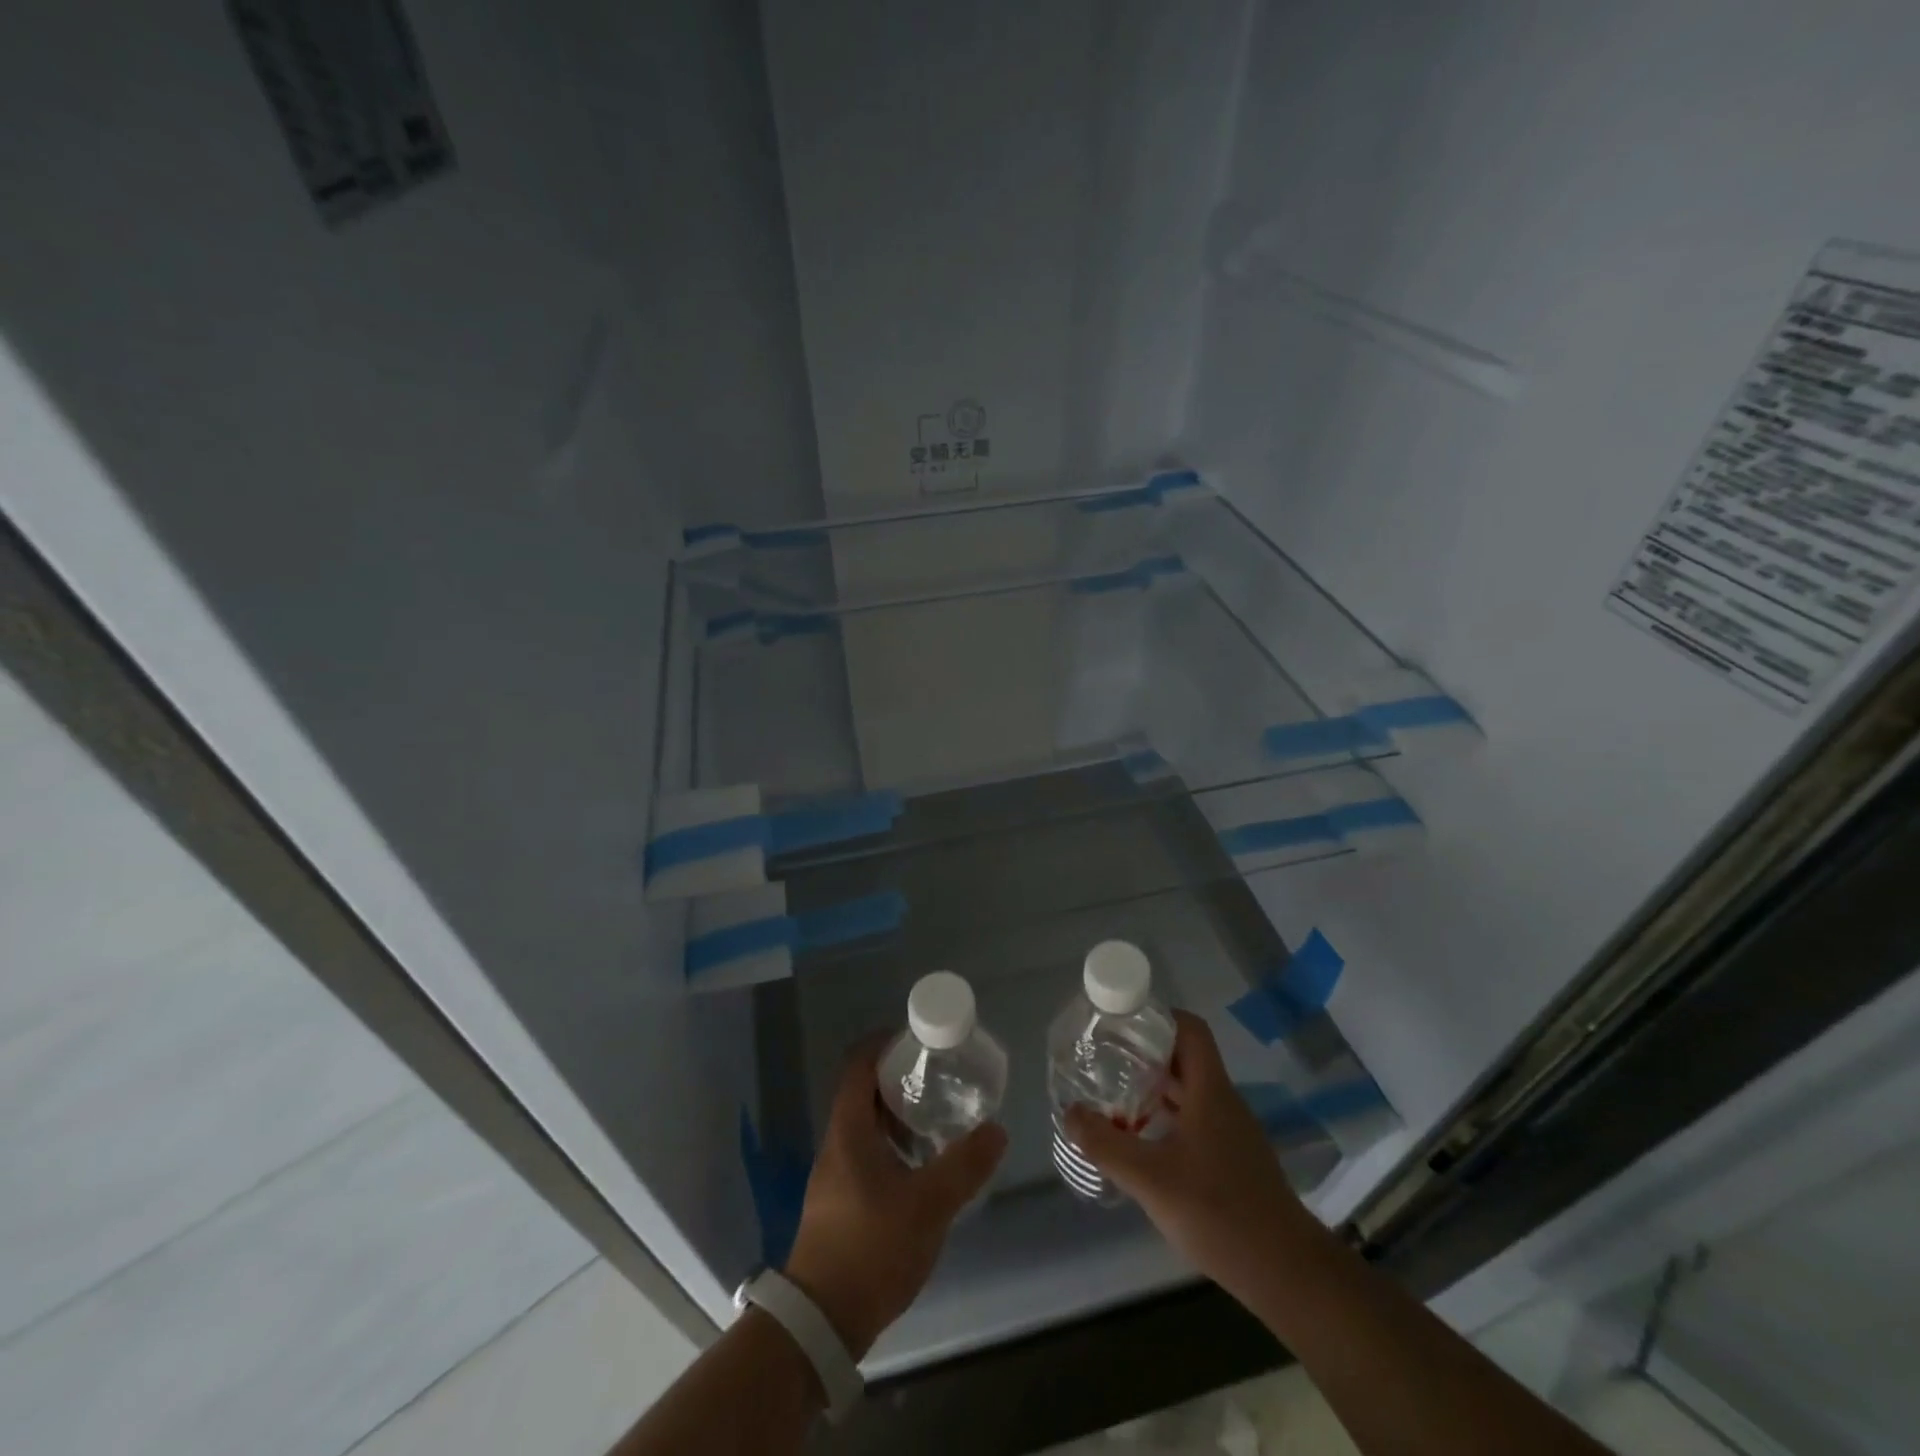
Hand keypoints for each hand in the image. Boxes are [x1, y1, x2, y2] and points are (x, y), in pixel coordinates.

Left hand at [785, 1038, 1007, 1357]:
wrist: (821, 1321)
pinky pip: (867, 1152)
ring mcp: (835, 1174)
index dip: (885, 1044)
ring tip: (937, 1117)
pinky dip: (893, 1144)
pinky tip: (921, 1165)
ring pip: (866, 1125)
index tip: (919, 1040)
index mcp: (849, 1129)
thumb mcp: (928, 1205)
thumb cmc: (871, 1248)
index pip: (859, 1065)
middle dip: (900, 1079)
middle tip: (939, 1077)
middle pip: (864, 1092)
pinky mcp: (839, 1201)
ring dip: (898, 1114)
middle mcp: (837, 1143)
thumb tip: (996, 1130)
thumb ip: (964, 1166)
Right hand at [1064, 1011, 1312, 1297]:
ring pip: (1190, 1090)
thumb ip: (1106, 1145)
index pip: (1189, 1028)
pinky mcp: (1234, 1159)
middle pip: (1185, 1057)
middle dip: (1145, 1051)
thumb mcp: (1151, 1179)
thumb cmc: (1219, 1212)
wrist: (1287, 1273)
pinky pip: (1196, 1118)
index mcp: (1210, 1090)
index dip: (1157, 1016)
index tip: (1120, 1022)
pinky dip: (1167, 1115)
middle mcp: (1223, 1101)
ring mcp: (1232, 1131)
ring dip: (1155, 1086)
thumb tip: (1069, 1113)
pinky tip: (1142, 1139)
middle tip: (1105, 1056)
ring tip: (1114, 1093)